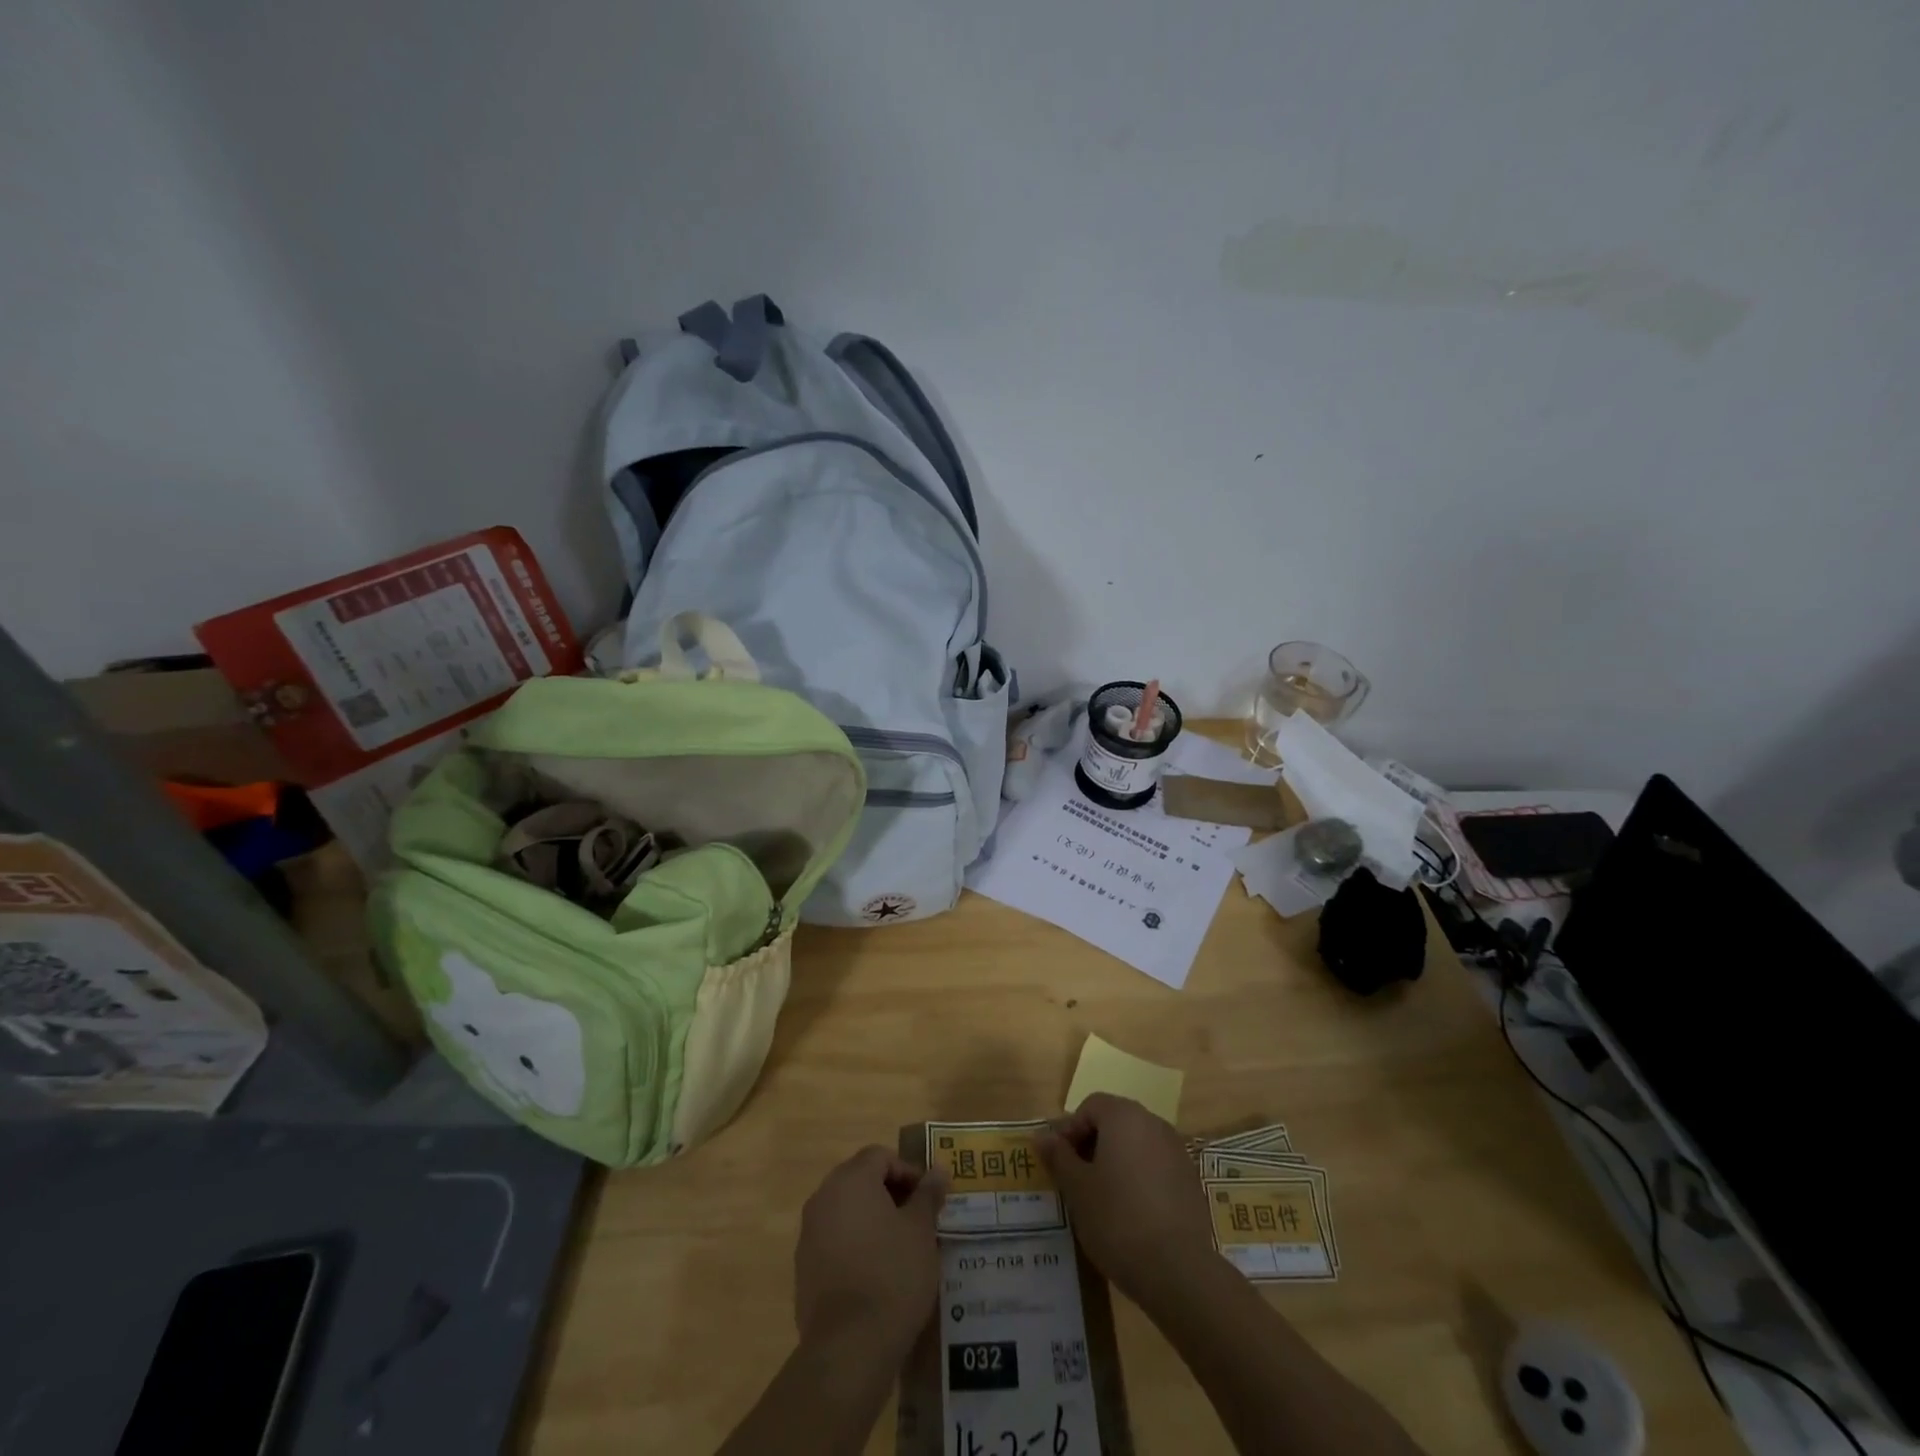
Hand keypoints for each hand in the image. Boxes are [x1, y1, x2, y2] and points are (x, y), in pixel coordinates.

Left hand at [794, 1145, 947, 1356]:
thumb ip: (928, 1195)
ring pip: (846, 1211)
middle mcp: (823, 1197)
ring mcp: (808, 1234)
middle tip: (917, 1219)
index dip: (908, 1171)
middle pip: (860, 1179)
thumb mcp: (921, 1231)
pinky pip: (834, 1241)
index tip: (929, 1198)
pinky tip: (876, 1274)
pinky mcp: (803, 1269)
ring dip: (872, 1219)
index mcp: (851, 1180)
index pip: (880, 1156)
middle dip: (890, 1193)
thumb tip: (938, 1170)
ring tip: (899, 1247)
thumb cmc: (893, 1274)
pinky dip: (855, 1245)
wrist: (849, 1347)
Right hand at [1037, 1094, 1217, 1308]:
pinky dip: (1138, 1178)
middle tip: (1076, 1178)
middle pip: (1114, 1121)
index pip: (1090, 1106)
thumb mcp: (1077, 1188)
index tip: (1059, 1162)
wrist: (1179, 1270)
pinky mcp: (1190, 1180)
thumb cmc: (1117, 1219)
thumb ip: (1059, 1156)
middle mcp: (1153, 1123)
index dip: (1070, 1130)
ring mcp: (1176, 1151)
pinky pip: (1155, 1166)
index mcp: (1124, 1116)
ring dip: (1115, 1161)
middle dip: (1092, 1144)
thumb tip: (1042, 1135)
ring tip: (1101, 1198)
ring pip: (1136, 1144)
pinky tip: (1130, 1212)